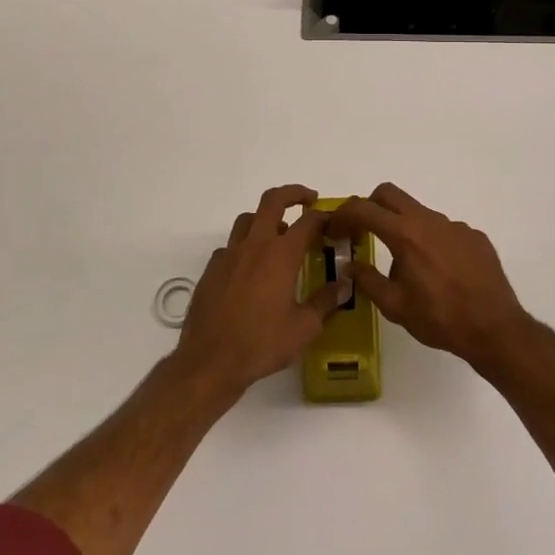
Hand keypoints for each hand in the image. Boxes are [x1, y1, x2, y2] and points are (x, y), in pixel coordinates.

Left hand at [174, 185, 347, 399]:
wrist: (210, 361)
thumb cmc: (261, 344)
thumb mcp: (303, 327)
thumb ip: (326, 302)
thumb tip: (344, 284)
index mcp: (281, 255)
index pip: (307, 222)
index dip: (323, 216)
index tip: (333, 221)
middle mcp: (254, 246)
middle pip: (272, 201)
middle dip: (293, 193)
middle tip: (308, 200)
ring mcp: (229, 255)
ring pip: (248, 219)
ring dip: (266, 218)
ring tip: (279, 234)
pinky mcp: (211, 269)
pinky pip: (231, 246)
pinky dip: (245, 246)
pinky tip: (251, 268)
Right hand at [327, 184, 529, 367]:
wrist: (494, 328)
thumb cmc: (439, 318)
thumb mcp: (395, 306)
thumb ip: (368, 280)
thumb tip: (351, 264)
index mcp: (405, 235)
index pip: (364, 208)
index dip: (343, 214)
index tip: (335, 229)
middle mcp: (429, 220)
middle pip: (390, 194)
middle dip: (370, 206)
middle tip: (363, 232)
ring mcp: (455, 225)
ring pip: (419, 213)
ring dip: (403, 228)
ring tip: (407, 264)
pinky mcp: (474, 236)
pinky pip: (444, 230)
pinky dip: (432, 242)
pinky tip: (439, 271)